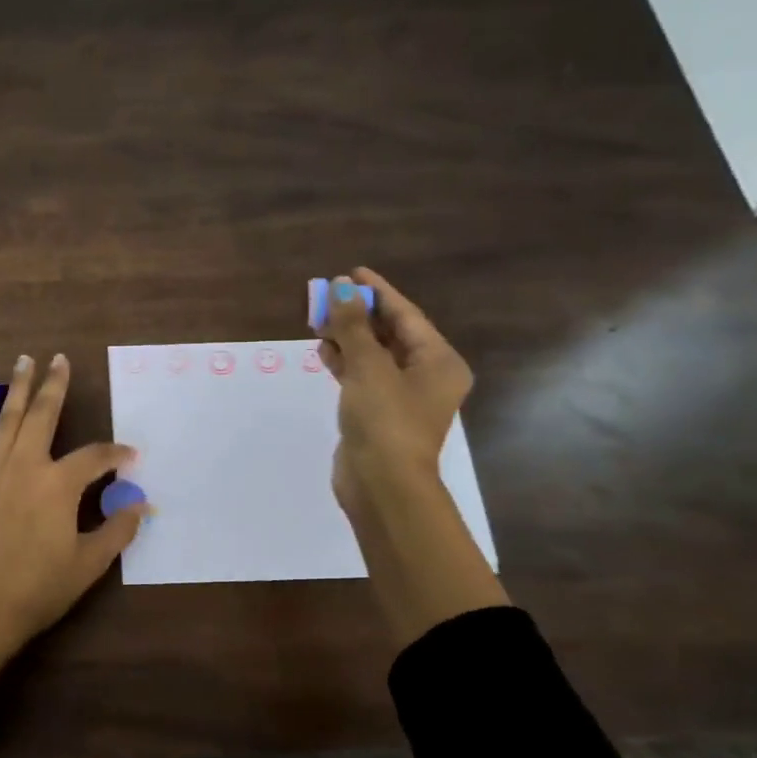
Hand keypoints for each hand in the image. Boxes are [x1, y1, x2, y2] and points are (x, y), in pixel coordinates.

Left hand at [0, 353, 148, 700]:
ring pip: (8, 419)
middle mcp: (26, 466)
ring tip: (25, 360)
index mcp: (59, 485)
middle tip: (61, 359)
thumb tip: (141, 504)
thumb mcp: (88, 564)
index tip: (131, 456)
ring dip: (18, 387)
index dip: (117, 454)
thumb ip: (117, 530)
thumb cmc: (38, 589)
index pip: (95, 457)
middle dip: (55, 386)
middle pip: (44, 416)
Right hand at [317, 268, 472, 513]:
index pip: (406, 315)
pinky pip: (363, 377)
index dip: (377, 291)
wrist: (382, 485)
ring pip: (374, 355)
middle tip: (327, 297)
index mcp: (438, 361)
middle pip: (390, 333)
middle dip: (358, 315)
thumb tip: (341, 287)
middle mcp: (426, 376)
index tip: (350, 272)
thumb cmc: (385, 420)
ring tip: (318, 321)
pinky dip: (345, 362)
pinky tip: (323, 351)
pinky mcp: (379, 413)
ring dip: (348, 338)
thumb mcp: (368, 367)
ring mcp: (402, 397)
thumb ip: (353, 326)